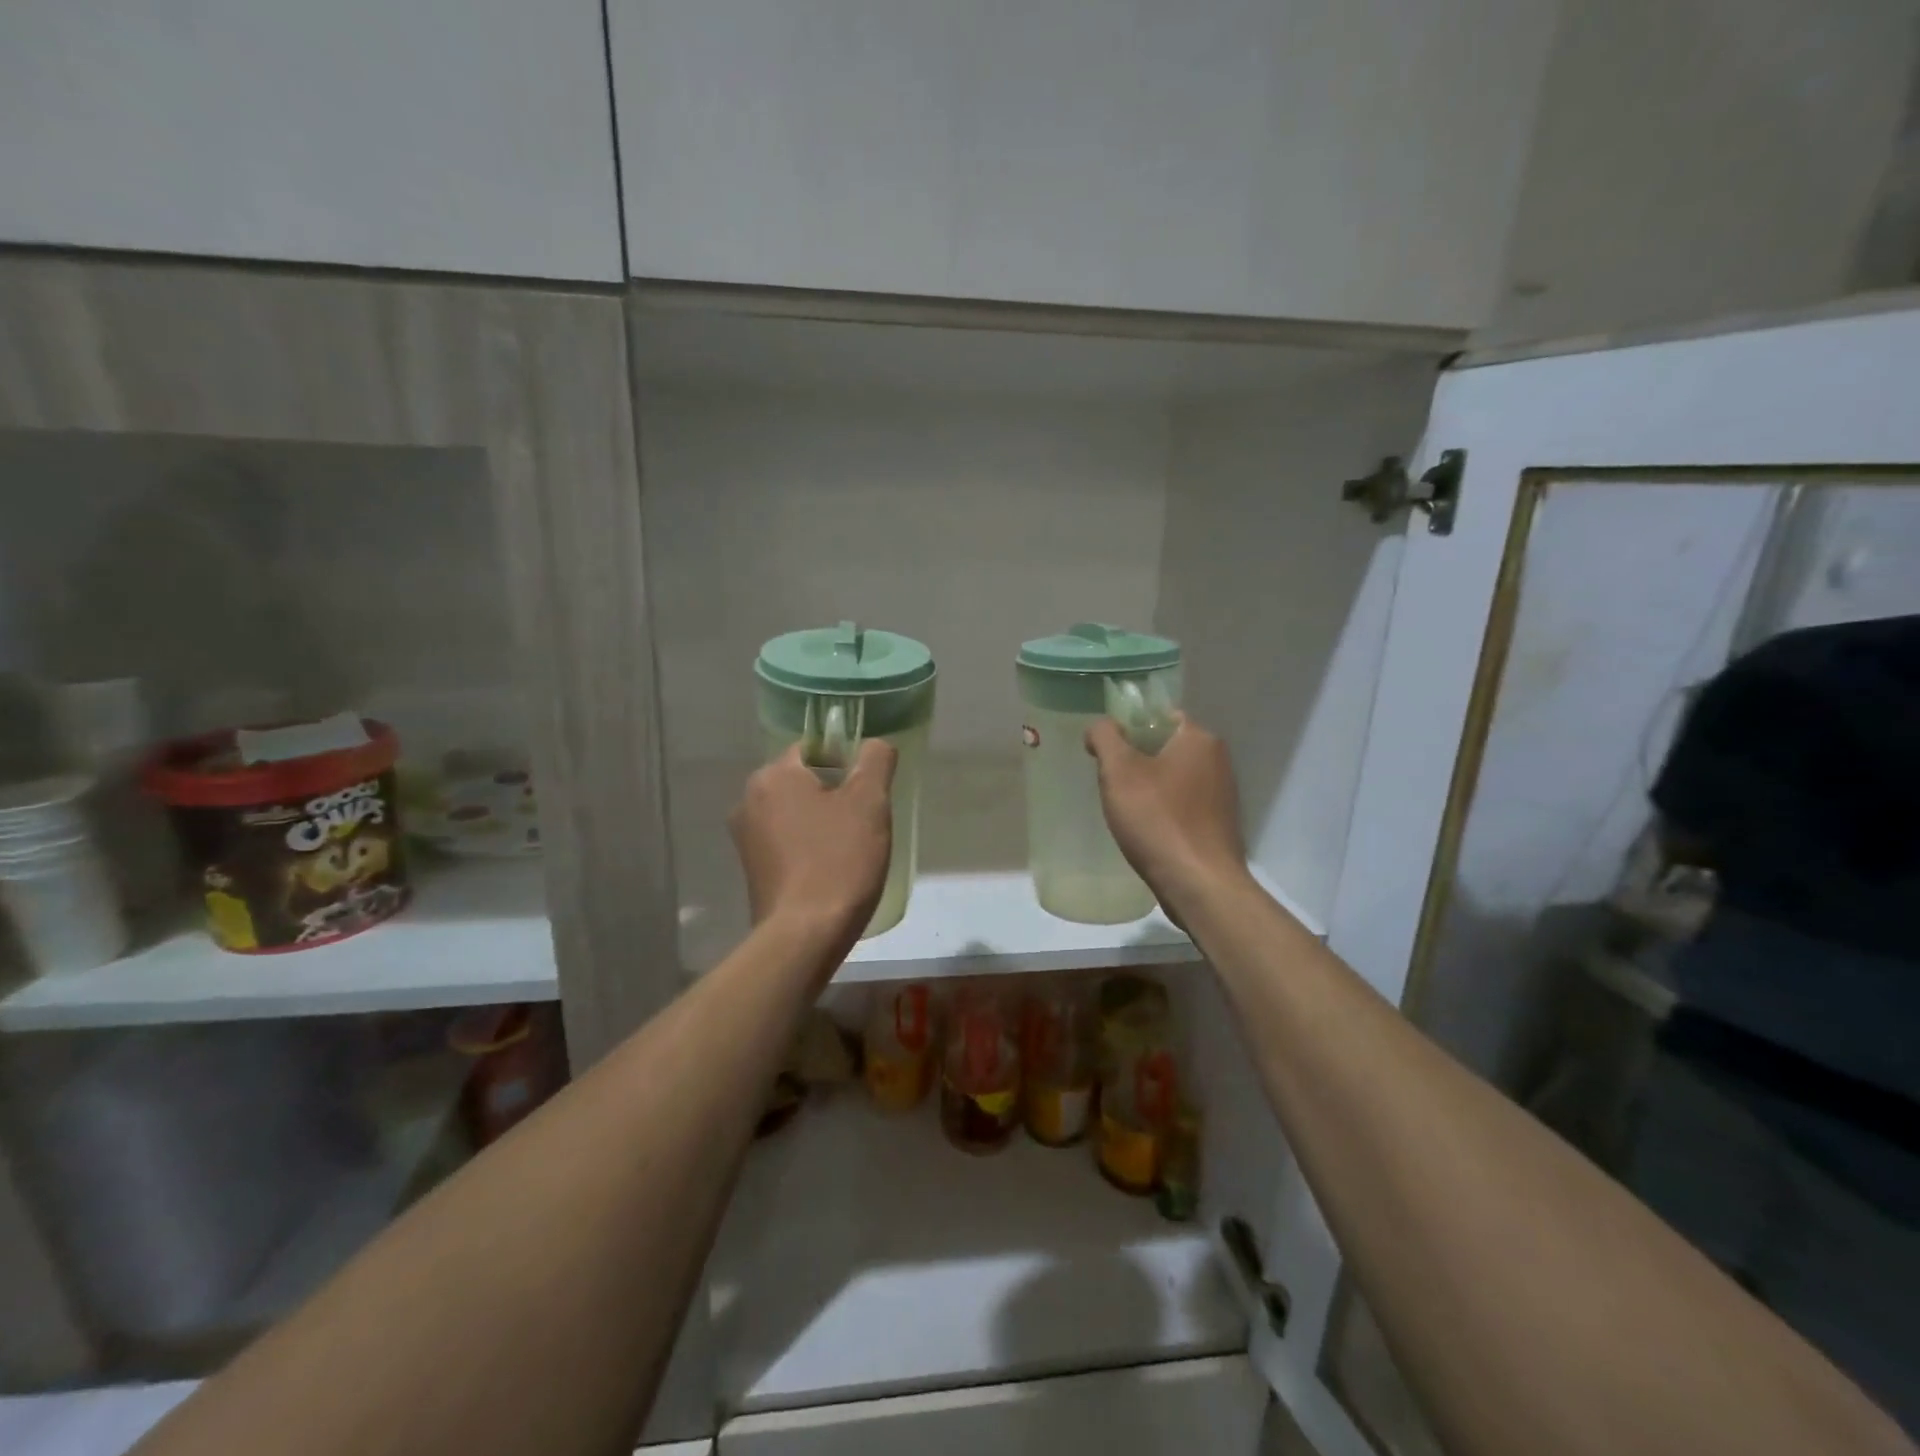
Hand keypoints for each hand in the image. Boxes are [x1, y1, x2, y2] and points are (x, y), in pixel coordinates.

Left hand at [730, 740, 895, 960]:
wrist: (804, 936)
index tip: (868, 792)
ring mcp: (745, 838)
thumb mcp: (869, 802)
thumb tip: (875, 744)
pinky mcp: (751, 870)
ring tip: (851, 849)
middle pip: (804, 781)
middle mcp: (749, 800)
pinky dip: (809, 847)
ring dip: (823, 822)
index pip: (815, 748)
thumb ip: (875, 760)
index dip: (847, 763)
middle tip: (865, 822)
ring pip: (796, 813)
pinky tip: (831, 870)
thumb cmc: (839, 861)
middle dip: (836, 795)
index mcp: (773, 775)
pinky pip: (787, 843)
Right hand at [1086, 713, 1249, 918]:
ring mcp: (1222, 795)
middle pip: (1165, 747)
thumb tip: (1100, 727)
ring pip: (1173, 778)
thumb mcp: (1119, 771)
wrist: (1199, 884)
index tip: (1106, 753)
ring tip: (1125, 810)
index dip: (1128, 728)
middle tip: (1110, 783)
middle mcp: (1218, 761)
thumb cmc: (1157, 820)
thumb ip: (1105, 737)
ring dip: (1148, 789)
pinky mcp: (1218, 825)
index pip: (1160, 717)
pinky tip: (1146, 831)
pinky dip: (1163, 811)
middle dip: (1135, 761)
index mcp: (1199, 739)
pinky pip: (1182, 805)